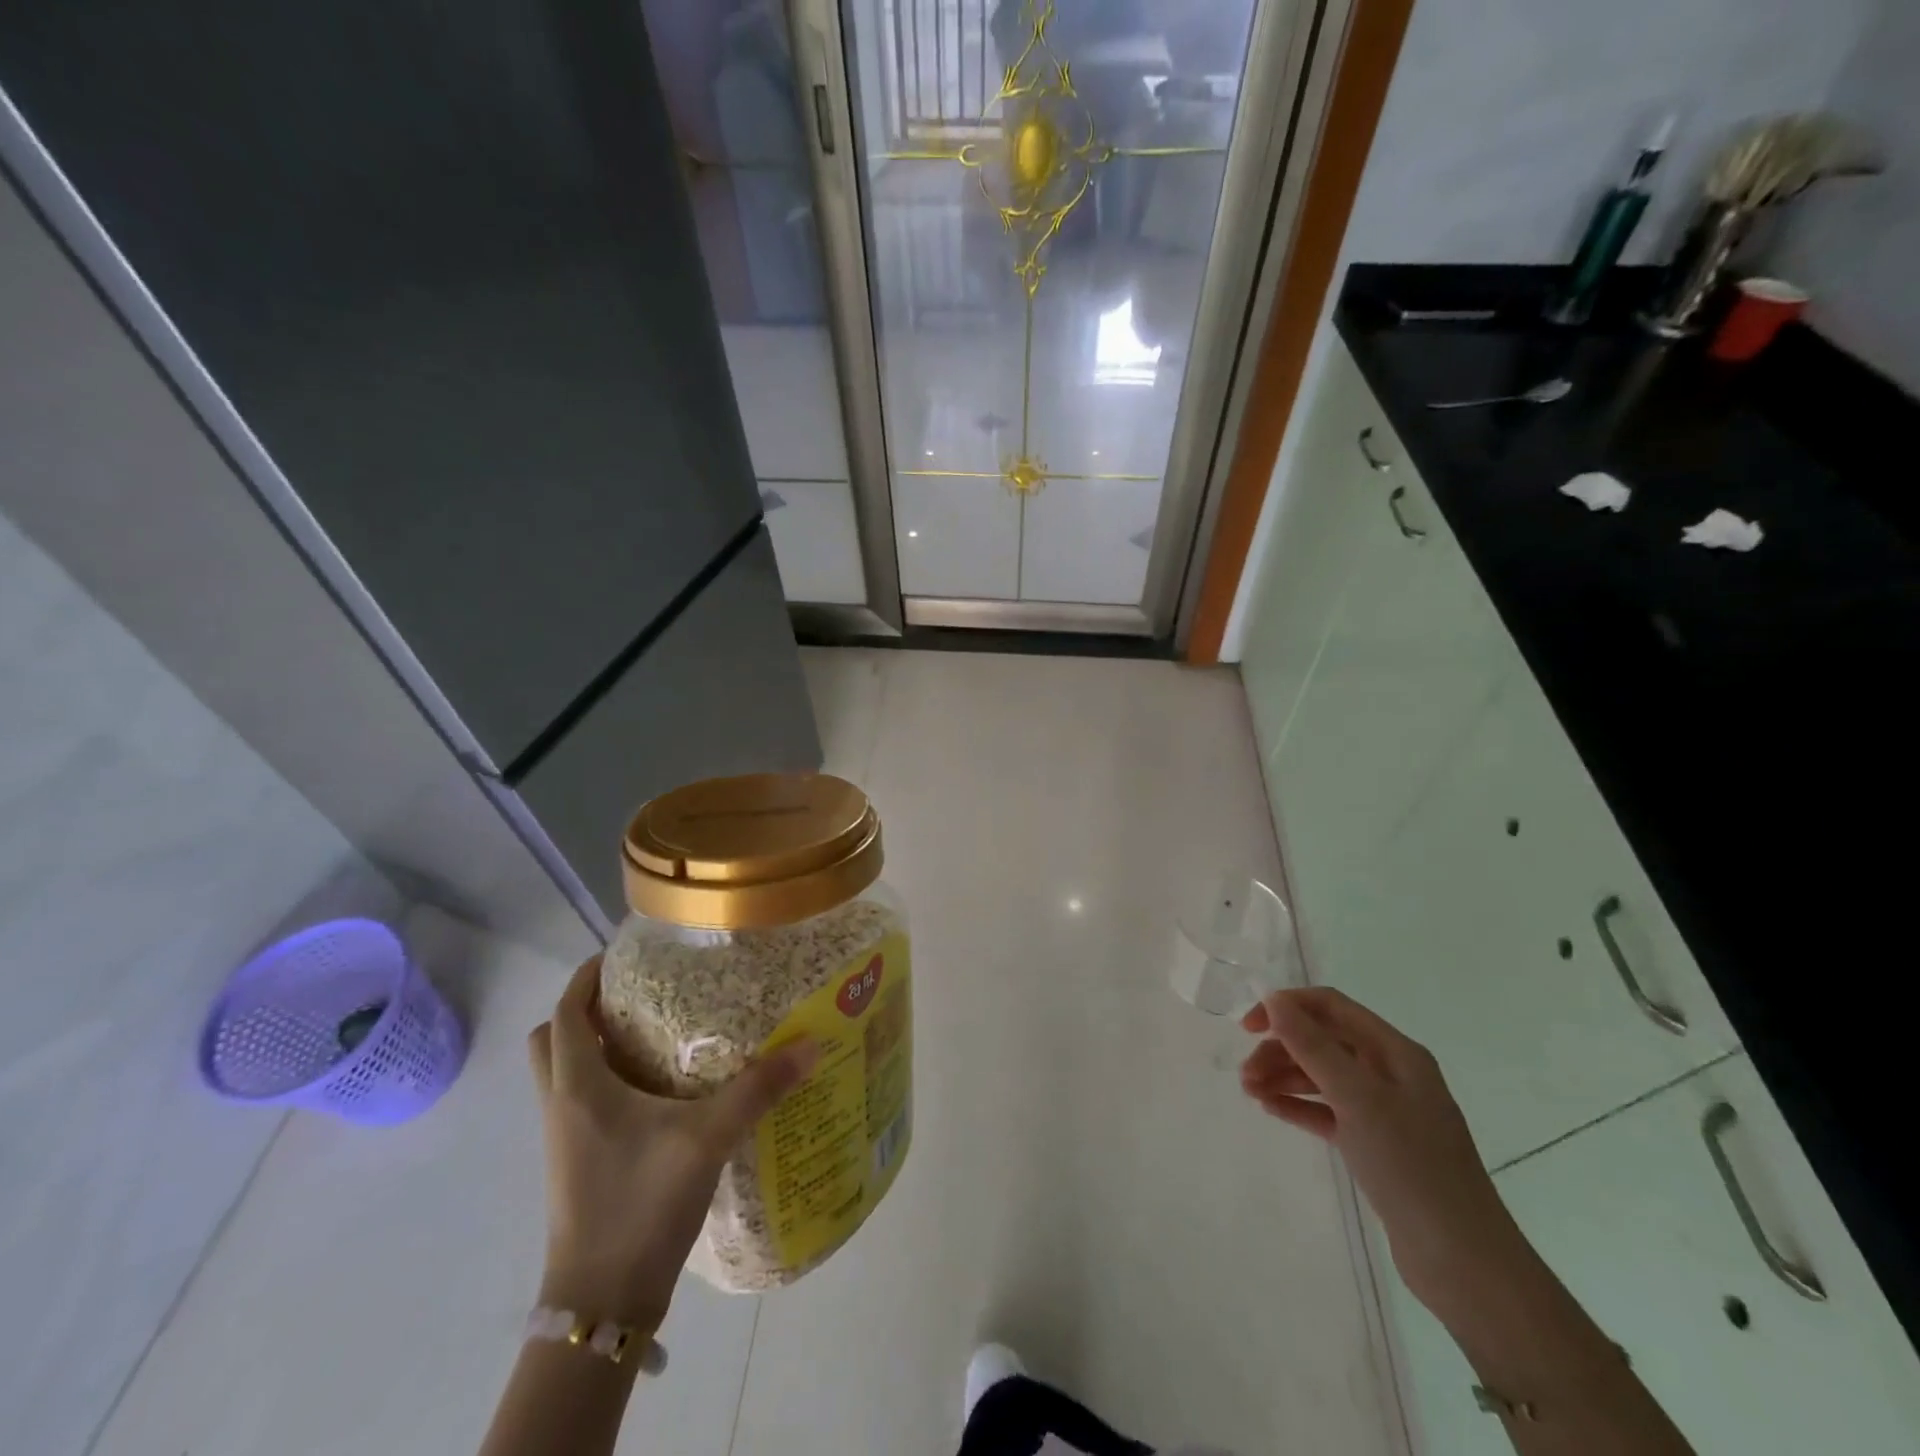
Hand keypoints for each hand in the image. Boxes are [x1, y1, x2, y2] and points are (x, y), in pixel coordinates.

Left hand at [527, 954, 815, 1334]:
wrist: (602, 1304)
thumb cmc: (641, 1204)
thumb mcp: (707, 1138)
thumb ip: (759, 1088)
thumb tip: (810, 1045)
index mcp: (579, 1087)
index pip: (566, 1013)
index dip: (586, 978)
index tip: (623, 956)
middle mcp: (562, 1106)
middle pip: (555, 1040)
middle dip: (588, 1010)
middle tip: (640, 996)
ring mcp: (566, 1139)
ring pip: (566, 1073)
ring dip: (597, 1046)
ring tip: (657, 1032)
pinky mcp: (579, 1164)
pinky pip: (582, 1102)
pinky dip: (608, 1081)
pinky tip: (660, 1091)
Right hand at [1240, 987, 1528, 1313]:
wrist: (1463, 1263)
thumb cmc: (1412, 1166)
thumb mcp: (1359, 1098)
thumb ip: (1314, 1047)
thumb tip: (1275, 1000)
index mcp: (1395, 1052)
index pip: (1331, 1007)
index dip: (1287, 1007)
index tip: (1249, 1027)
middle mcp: (1390, 1074)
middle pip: (1323, 1041)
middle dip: (1281, 1049)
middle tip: (1245, 1074)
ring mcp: (1384, 1112)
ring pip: (1322, 1077)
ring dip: (1283, 1077)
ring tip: (1250, 1092)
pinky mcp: (1375, 1146)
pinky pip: (1327, 1111)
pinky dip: (1298, 1106)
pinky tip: (1270, 1109)